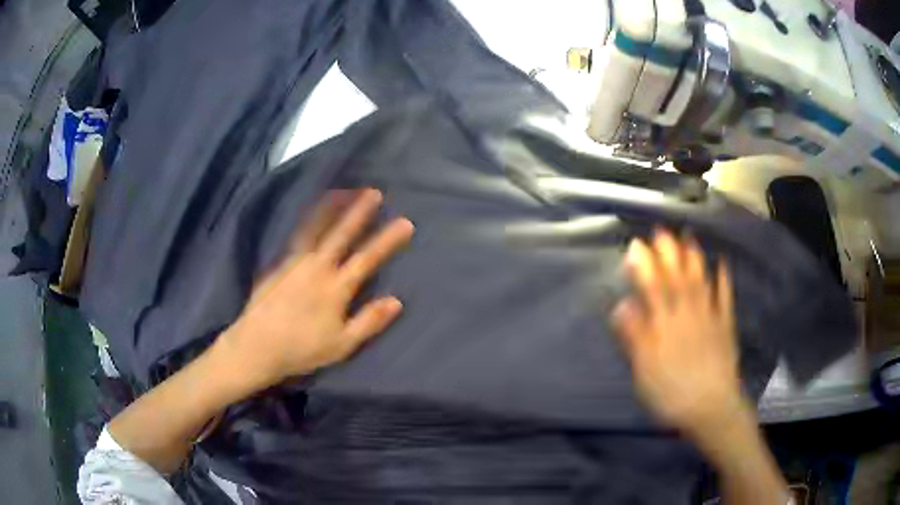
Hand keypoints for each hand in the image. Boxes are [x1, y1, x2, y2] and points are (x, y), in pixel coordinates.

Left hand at [221, 188, 414, 388]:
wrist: (256, 346)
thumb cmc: (302, 349)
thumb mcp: (342, 345)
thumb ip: (369, 321)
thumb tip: (397, 301)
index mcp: (335, 288)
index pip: (367, 258)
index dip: (387, 240)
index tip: (405, 222)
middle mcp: (316, 267)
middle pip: (340, 233)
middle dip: (359, 211)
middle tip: (373, 191)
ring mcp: (294, 263)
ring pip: (314, 228)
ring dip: (330, 207)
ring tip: (342, 191)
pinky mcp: (278, 264)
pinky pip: (298, 235)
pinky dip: (309, 221)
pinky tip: (311, 217)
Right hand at [612, 231, 745, 436]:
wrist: (710, 407)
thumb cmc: (671, 394)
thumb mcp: (644, 372)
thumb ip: (634, 338)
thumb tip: (621, 306)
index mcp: (664, 326)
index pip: (652, 288)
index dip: (644, 265)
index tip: (636, 245)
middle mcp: (687, 315)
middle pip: (677, 279)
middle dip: (668, 253)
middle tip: (662, 231)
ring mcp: (709, 318)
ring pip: (700, 282)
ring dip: (694, 259)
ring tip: (688, 239)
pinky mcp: (725, 327)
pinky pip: (725, 299)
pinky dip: (724, 281)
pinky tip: (722, 265)